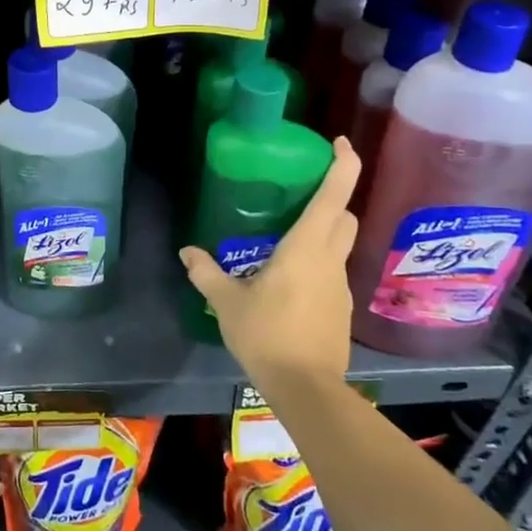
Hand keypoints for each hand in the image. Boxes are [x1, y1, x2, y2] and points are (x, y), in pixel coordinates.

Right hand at [179, 137, 361, 385]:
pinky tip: (289, 282)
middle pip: (344, 217)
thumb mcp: (227, 302)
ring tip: (285, 242)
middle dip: (333, 198)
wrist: (306, 387)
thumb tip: (187, 252)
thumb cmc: (266, 334)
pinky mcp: (341, 309)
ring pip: (340, 245)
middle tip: (301, 195)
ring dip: (323, 233)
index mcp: (306, 248)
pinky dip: (317, 264)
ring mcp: (340, 286)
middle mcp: (330, 260)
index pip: (334, 196)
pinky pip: (331, 273)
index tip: (341, 143)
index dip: (343, 165)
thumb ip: (207, 273)